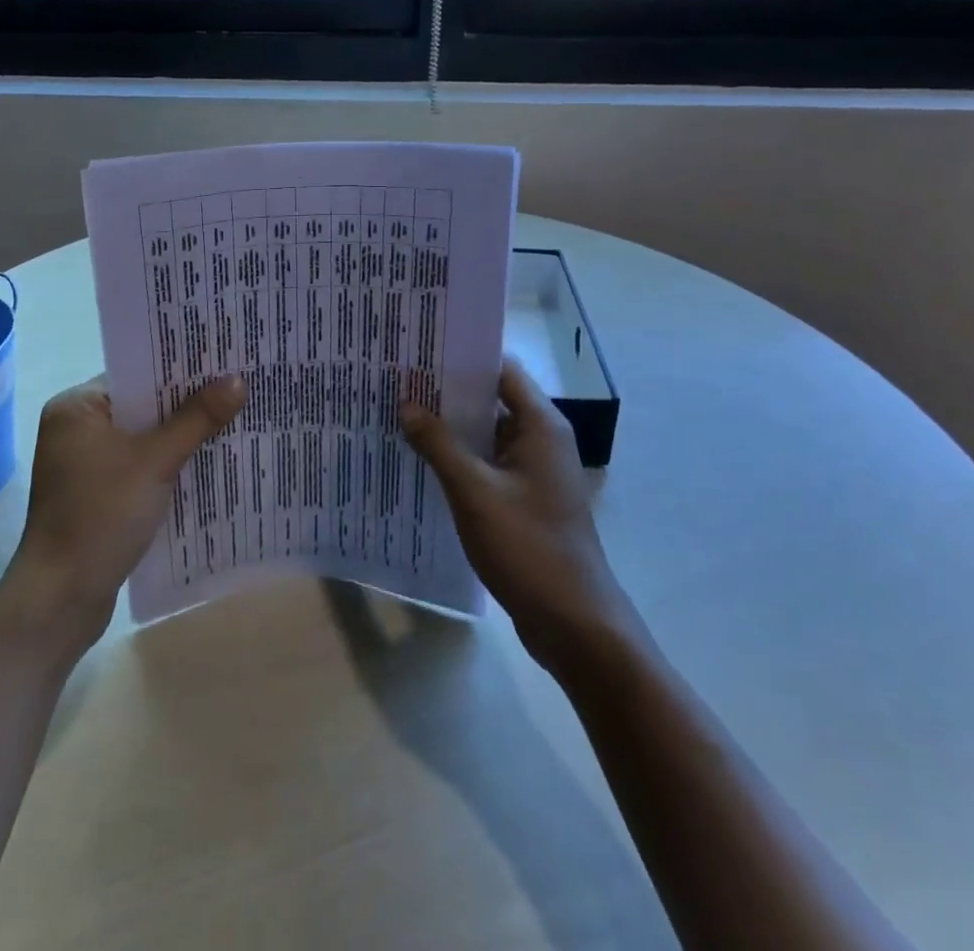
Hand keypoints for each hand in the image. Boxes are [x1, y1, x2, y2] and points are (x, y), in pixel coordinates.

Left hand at [7, 374, 244, 647]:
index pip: (136, 374)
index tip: (222, 361)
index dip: (180, 369)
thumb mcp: (155, 462)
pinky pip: (139, 465)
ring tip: (232, 419)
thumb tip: (237, 380)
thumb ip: (196, 419)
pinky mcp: (96, 494)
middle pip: (142, 405)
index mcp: (76, 407)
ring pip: (144, 437)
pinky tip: (205, 462)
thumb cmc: (101, 516)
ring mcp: (84, 464)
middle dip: (186, 403)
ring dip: (180, 435)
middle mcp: (76, 428)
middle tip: (236, 387)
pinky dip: (167, 464)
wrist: (61, 599)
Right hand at [401, 359, 623, 670]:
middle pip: (492, 400)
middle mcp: (542, 440)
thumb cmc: (528, 547)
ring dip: (451, 427)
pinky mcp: (526, 500)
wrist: (575, 623)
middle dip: (447, 392)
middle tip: (399, 380)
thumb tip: (407, 404)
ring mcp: (535, 472)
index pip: (500, 369)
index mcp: (540, 425)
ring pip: (487, 434)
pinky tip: (423, 460)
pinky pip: (488, 464)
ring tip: (401, 413)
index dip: (462, 357)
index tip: (419, 350)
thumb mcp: (474, 491)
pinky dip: (460, 458)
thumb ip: (438, 444)